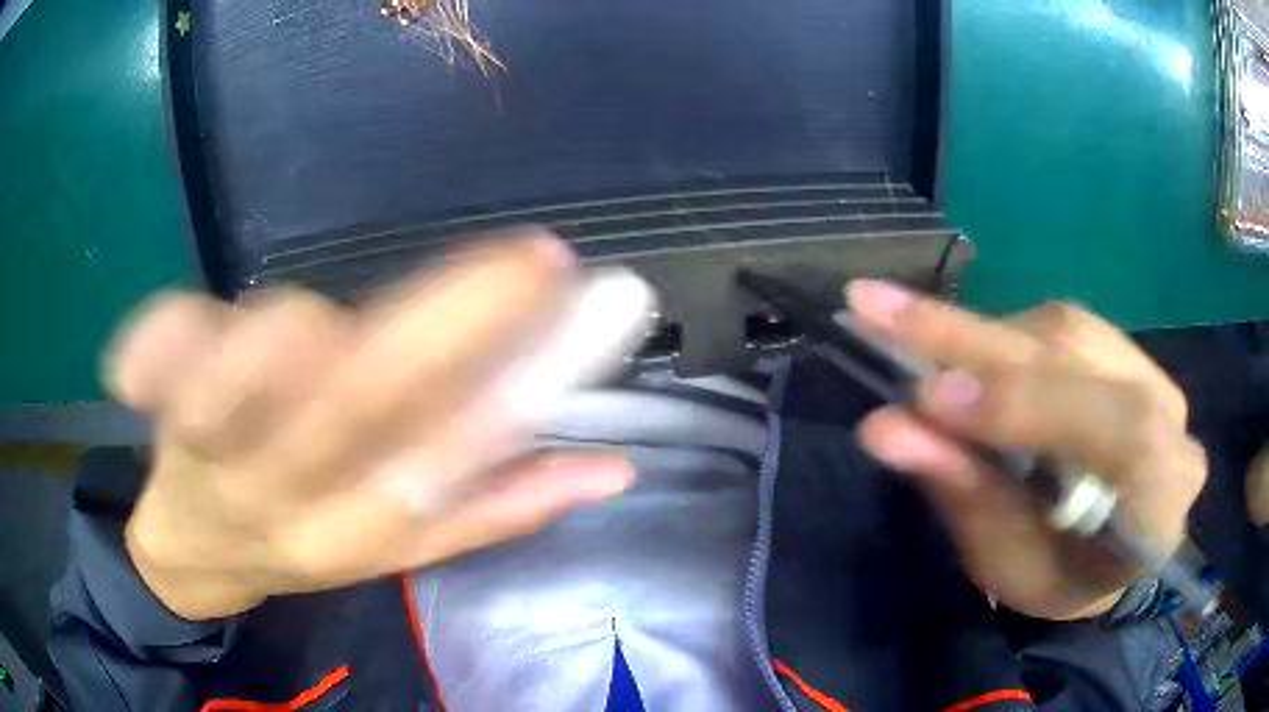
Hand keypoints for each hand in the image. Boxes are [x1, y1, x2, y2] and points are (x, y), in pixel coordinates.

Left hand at [109, 233, 650, 620]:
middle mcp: (287, 496)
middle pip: (360, 408)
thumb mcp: (399, 546)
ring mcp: (212, 454)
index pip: (447, 464)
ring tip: (318, 318)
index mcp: (356, 531)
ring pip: (256, 381)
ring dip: (298, 338)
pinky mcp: (159, 411)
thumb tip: (611, 468)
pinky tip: (164, 332)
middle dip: (453, 324)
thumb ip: (497, 507)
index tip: (592, 306)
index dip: (518, 390)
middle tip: (531, 259)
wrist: (193, 550)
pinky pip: (157, 365)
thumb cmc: (300, 539)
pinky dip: (159, 342)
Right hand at [850, 281, 1205, 619]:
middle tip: (878, 309)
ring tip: (913, 336)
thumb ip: (967, 496)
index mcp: (1162, 504)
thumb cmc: (1061, 582)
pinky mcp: (1127, 352)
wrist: (1111, 555)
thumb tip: (887, 430)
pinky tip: (965, 352)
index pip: (1121, 433)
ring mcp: (1155, 375)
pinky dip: (1003, 334)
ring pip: (1067, 331)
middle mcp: (1173, 422)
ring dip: (983, 335)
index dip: (1030, 406)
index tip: (930, 398)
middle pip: (1083, 360)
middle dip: (976, 341)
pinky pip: (1064, 326)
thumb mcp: (1011, 569)